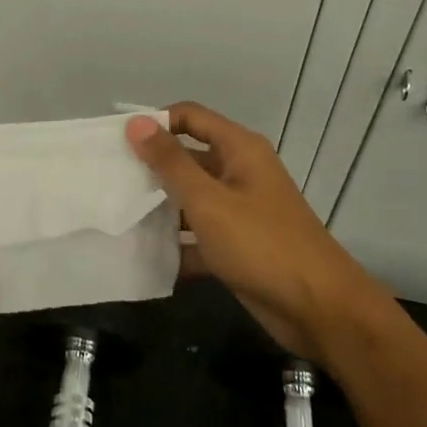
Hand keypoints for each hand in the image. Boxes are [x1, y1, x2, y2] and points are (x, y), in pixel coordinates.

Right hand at [126, 103, 369, 360]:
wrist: (318, 309)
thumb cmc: (261, 244)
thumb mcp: (208, 200)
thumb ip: (170, 162)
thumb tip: (136, 122)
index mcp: (239, 150)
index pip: (189, 117)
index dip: (154, 124)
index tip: (117, 144)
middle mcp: (240, 173)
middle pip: (187, 158)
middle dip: (151, 168)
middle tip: (107, 182)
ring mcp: (240, 211)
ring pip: (190, 199)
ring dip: (160, 208)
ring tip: (116, 218)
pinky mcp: (238, 245)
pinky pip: (199, 235)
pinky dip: (177, 244)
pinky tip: (144, 256)